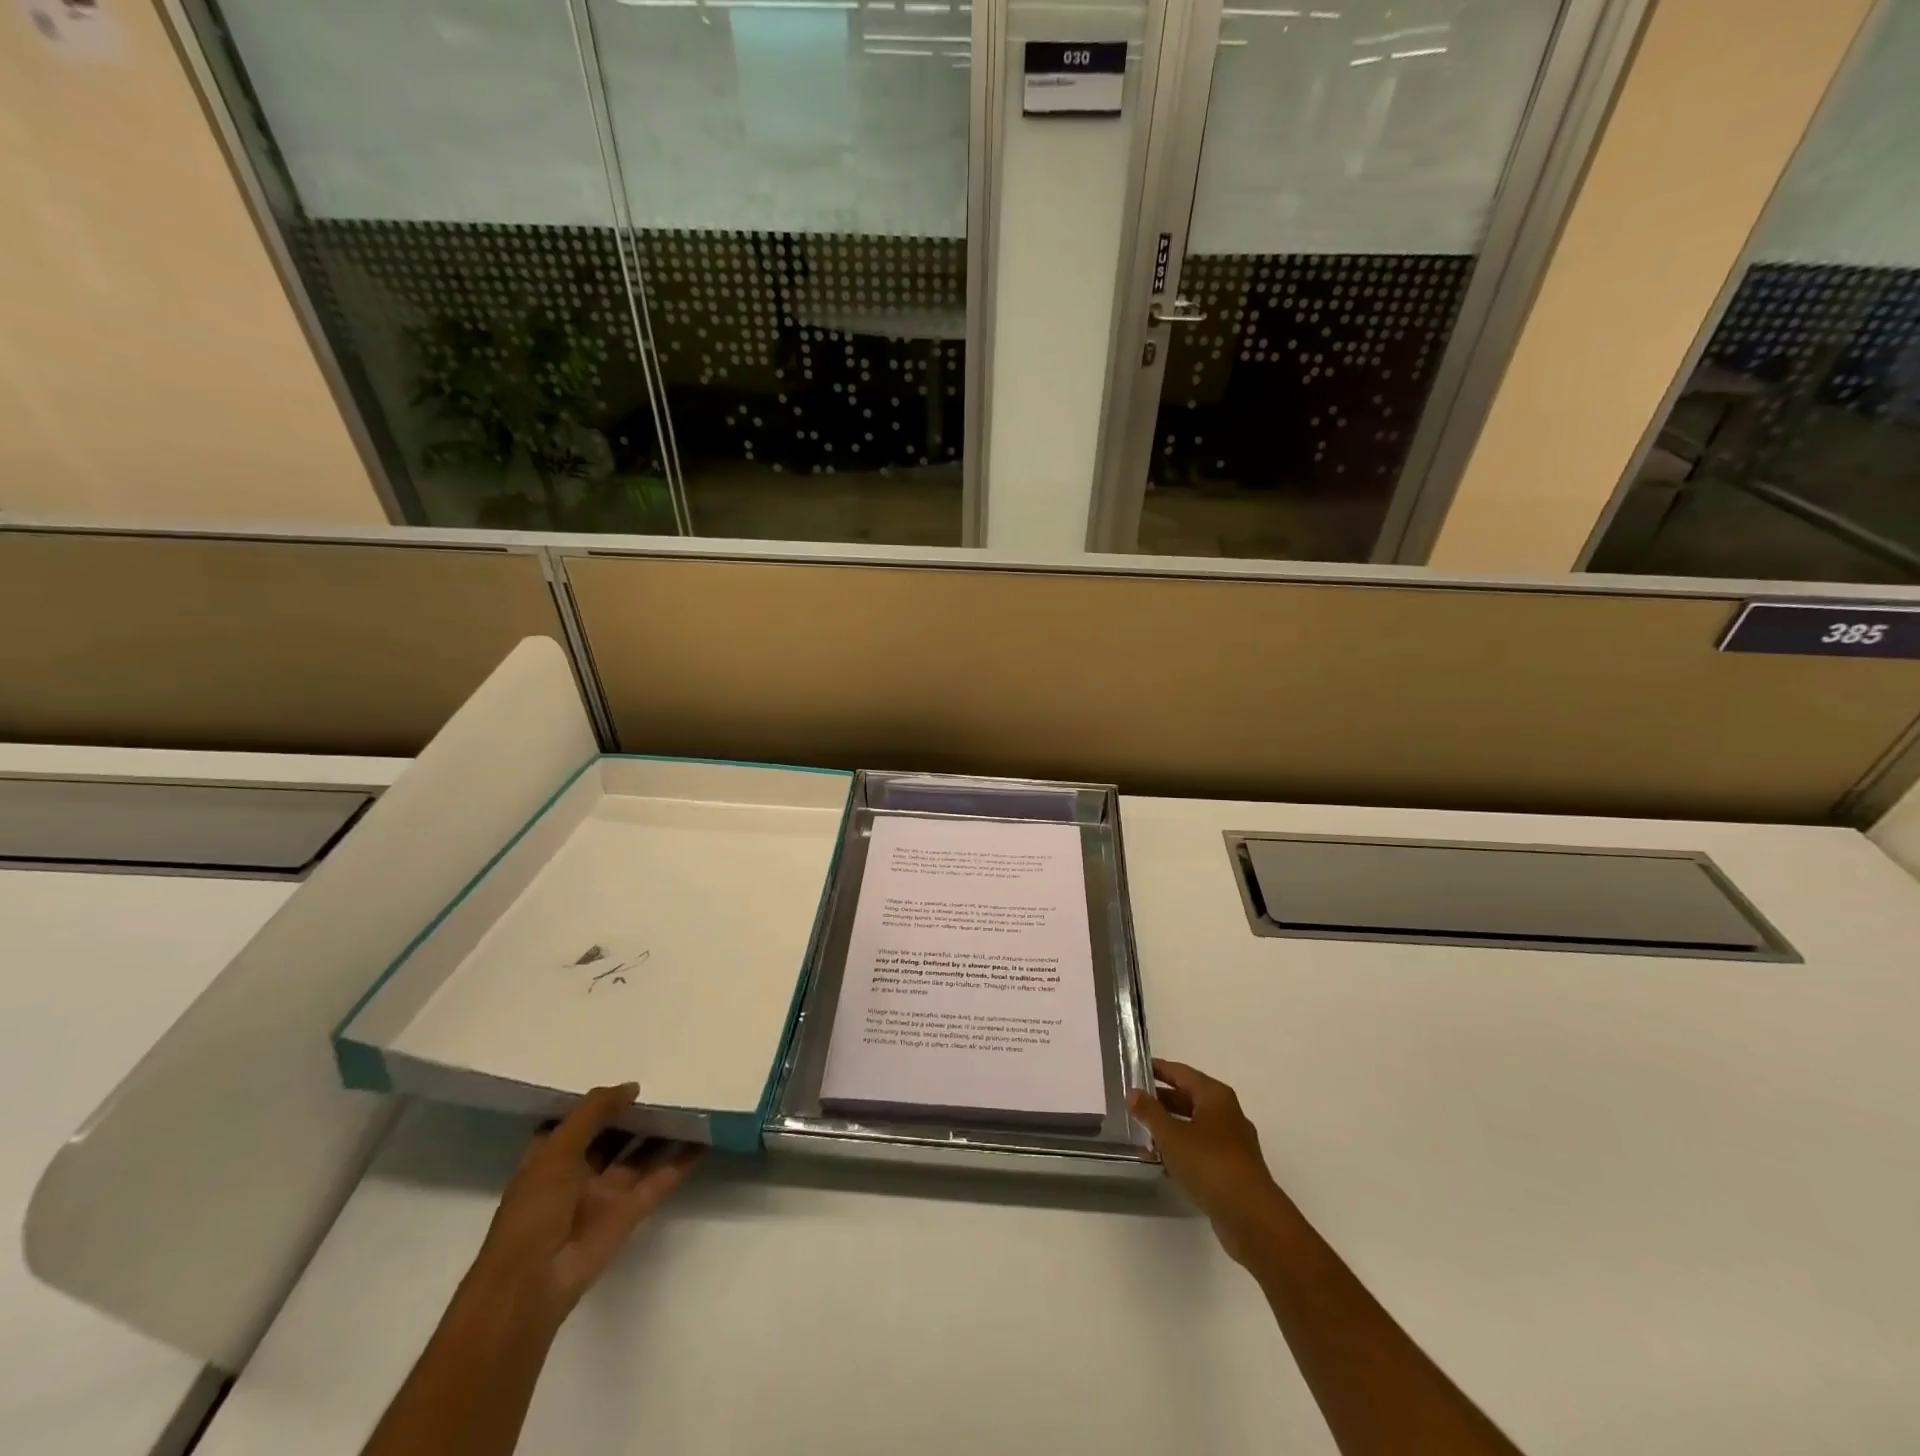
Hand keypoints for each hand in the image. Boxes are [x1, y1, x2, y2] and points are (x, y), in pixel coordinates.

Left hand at [467, 1083, 701, 1333]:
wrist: (532, 1284)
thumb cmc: (534, 1210)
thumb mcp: (556, 1149)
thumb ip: (594, 1112)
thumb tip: (633, 1087)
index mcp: (552, 1157)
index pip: (579, 1120)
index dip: (601, 1100)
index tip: (629, 1076)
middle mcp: (579, 1172)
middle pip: (614, 1135)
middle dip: (638, 1113)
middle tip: (671, 1083)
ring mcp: (606, 1194)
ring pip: (640, 1155)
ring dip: (663, 1133)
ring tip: (693, 1103)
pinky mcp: (630, 1212)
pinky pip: (660, 1179)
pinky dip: (681, 1161)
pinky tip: (704, 1139)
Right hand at [1128, 1059, 1283, 1265]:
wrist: (1251, 1217)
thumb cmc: (1209, 1164)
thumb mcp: (1171, 1135)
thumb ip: (1150, 1112)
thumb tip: (1133, 1092)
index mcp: (1215, 1096)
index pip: (1181, 1073)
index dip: (1158, 1069)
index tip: (1135, 1068)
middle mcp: (1227, 1114)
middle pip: (1189, 1099)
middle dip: (1162, 1101)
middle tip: (1133, 1103)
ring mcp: (1233, 1144)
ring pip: (1195, 1127)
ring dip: (1170, 1129)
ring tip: (1142, 1134)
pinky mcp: (1233, 1170)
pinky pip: (1201, 1151)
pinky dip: (1182, 1152)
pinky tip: (1163, 1164)